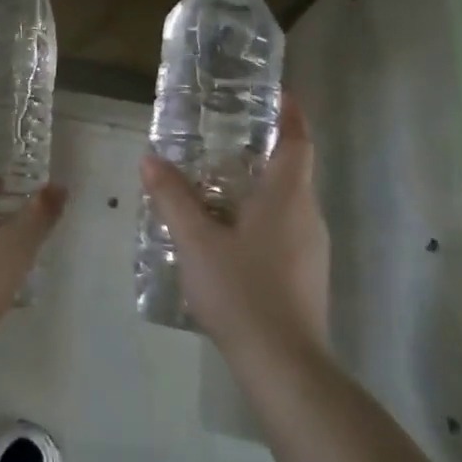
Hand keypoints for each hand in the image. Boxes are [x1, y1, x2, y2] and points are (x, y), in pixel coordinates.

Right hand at [140, 92, 329, 365]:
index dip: (291, 115)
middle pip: (293, 170)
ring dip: (259, 185)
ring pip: (288, 202)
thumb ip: (172, 197)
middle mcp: (307, 216)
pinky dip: (260, 216)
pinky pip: (285, 229)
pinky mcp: (306, 276)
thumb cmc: (242, 291)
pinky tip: (227, 232)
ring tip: (217, 181)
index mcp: (287, 197)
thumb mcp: (195, 240)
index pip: (298, 142)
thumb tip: (151, 159)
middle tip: (225, 136)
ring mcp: (311, 249)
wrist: (285, 367)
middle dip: (264, 149)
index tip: (278, 94)